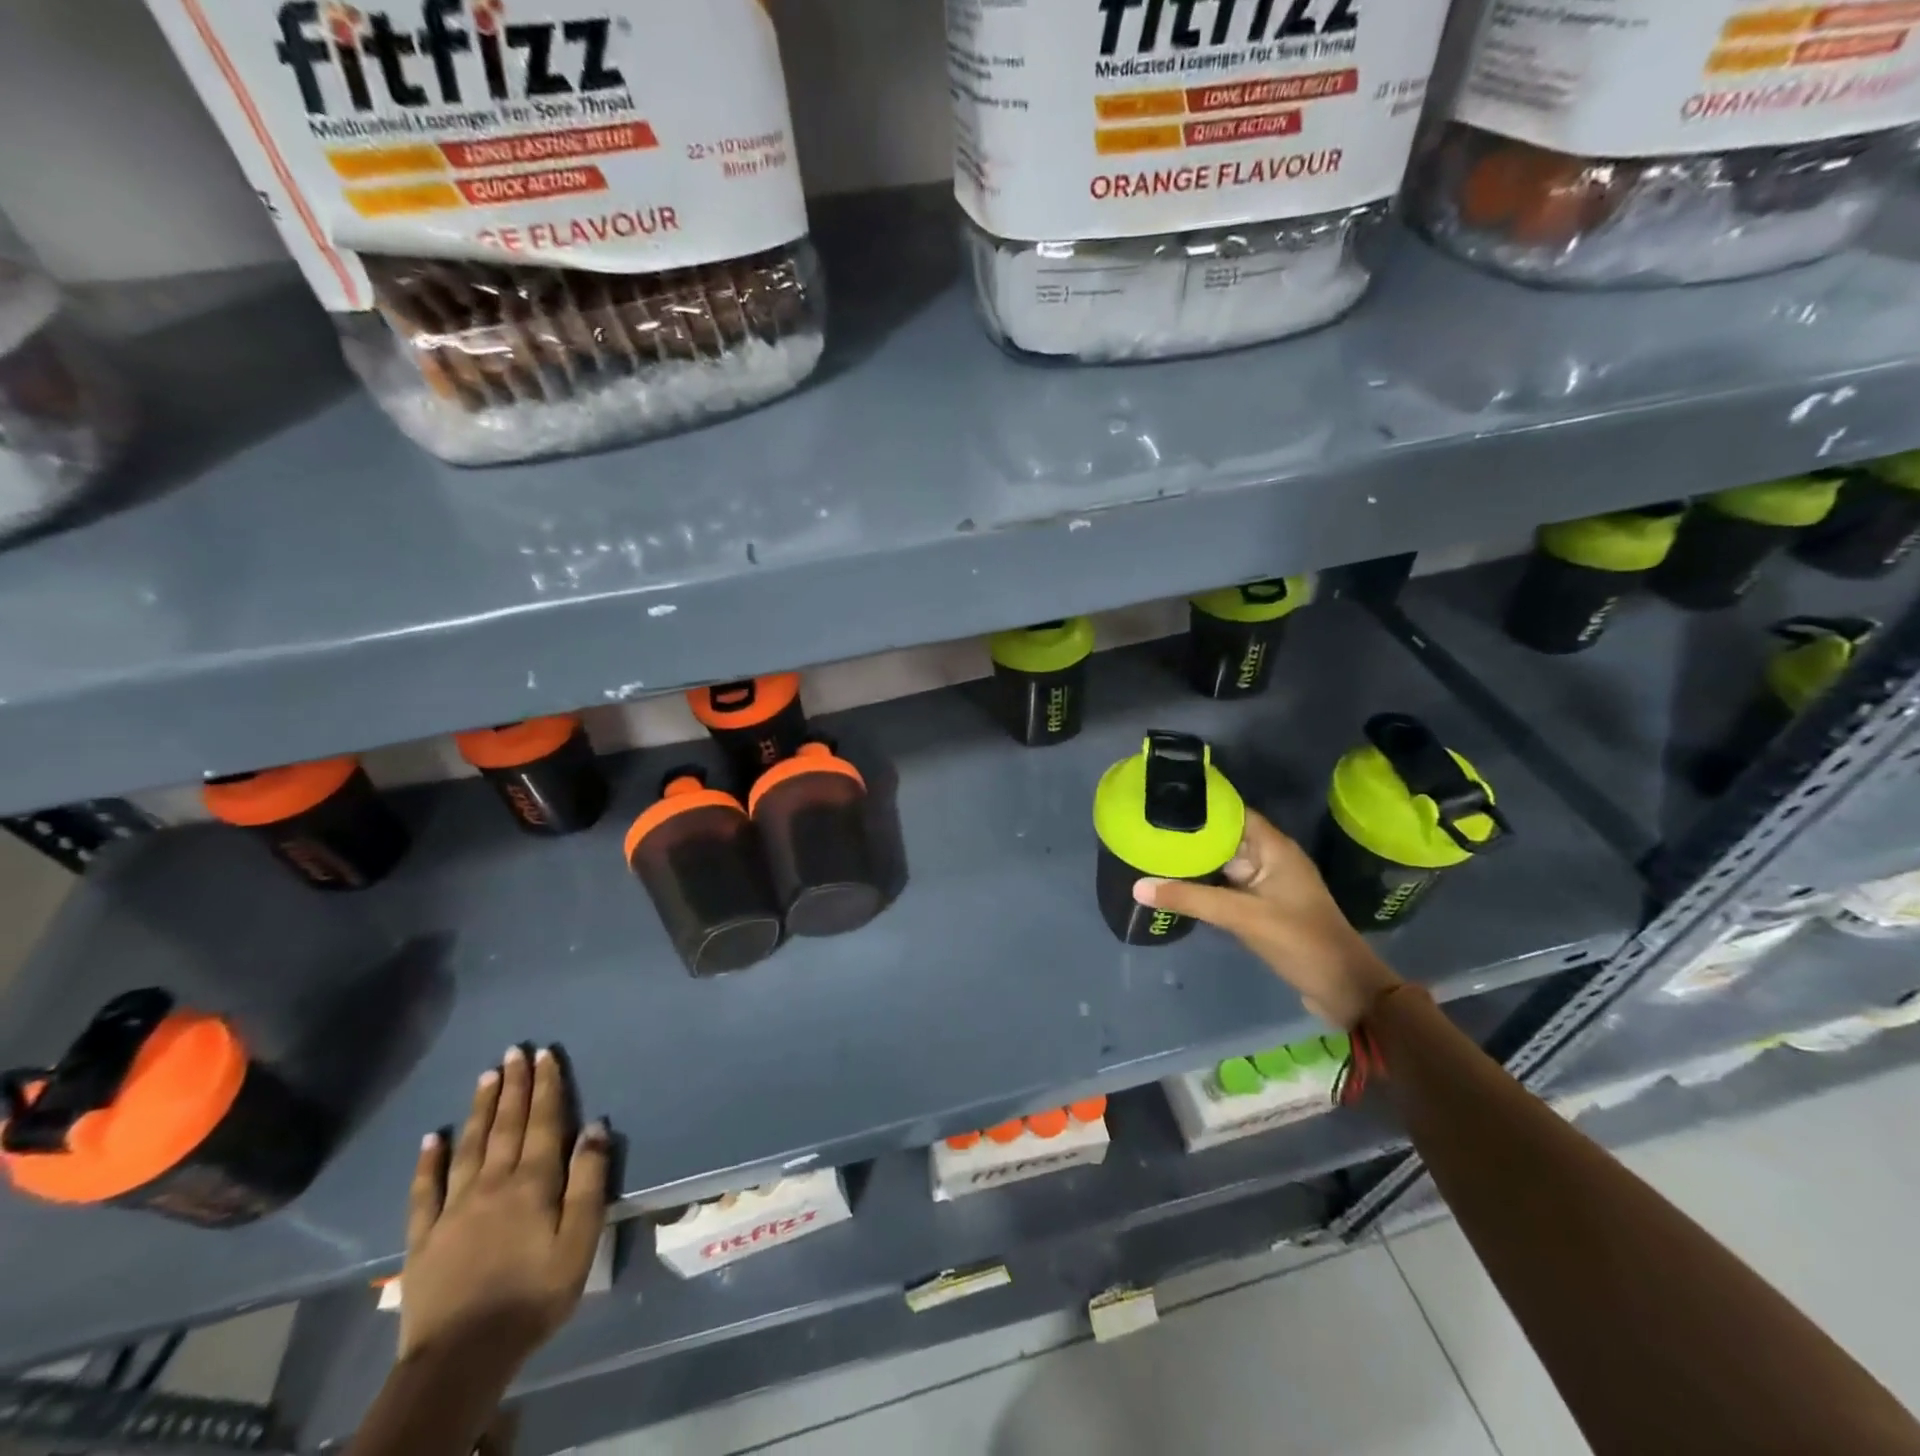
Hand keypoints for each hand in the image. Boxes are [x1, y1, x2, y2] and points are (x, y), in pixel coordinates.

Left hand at [400, 1046, 610, 1367]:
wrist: (462, 1358)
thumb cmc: (534, 1295)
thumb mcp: (580, 1239)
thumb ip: (588, 1180)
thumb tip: (595, 1127)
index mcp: (533, 1182)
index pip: (543, 1122)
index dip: (547, 1086)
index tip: (545, 1054)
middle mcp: (493, 1183)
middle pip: (506, 1124)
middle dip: (514, 1085)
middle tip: (515, 1051)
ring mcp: (454, 1208)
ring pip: (469, 1146)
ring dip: (480, 1108)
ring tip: (486, 1076)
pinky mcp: (424, 1237)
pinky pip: (425, 1191)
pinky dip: (429, 1161)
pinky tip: (432, 1138)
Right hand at [1133, 810, 1400, 1029]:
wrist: (1345, 992)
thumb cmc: (1301, 941)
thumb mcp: (1243, 917)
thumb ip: (1191, 899)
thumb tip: (1138, 886)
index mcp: (1275, 849)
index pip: (1234, 813)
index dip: (1202, 806)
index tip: (1163, 802)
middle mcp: (1270, 861)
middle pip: (1224, 839)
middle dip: (1190, 836)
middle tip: (1146, 830)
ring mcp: (1266, 887)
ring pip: (1223, 866)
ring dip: (1195, 863)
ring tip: (1151, 854)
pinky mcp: (1262, 910)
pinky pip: (1226, 890)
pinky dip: (1204, 887)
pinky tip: (1174, 887)